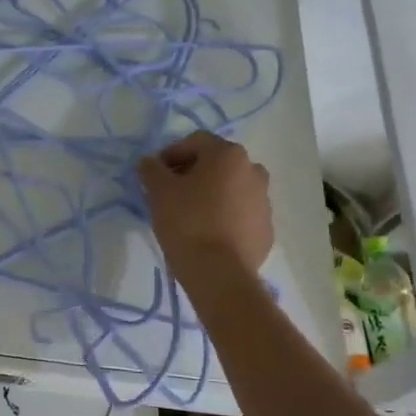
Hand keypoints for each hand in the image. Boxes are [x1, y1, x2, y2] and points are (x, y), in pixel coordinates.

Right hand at [137, 131, 273, 277]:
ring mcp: (264, 201)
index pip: (195, 142)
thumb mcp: (158, 191)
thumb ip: (151, 169)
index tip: (155, 175)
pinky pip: (240, 214)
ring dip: (210, 195)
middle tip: (170, 194)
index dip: (171, 155)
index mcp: (229, 155)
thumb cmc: (187, 222)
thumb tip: (149, 162)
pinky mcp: (266, 229)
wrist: (220, 274)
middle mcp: (253, 171)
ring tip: (189, 216)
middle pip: (216, 164)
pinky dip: (224, 217)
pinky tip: (207, 235)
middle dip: (192, 174)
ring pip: (230, 189)